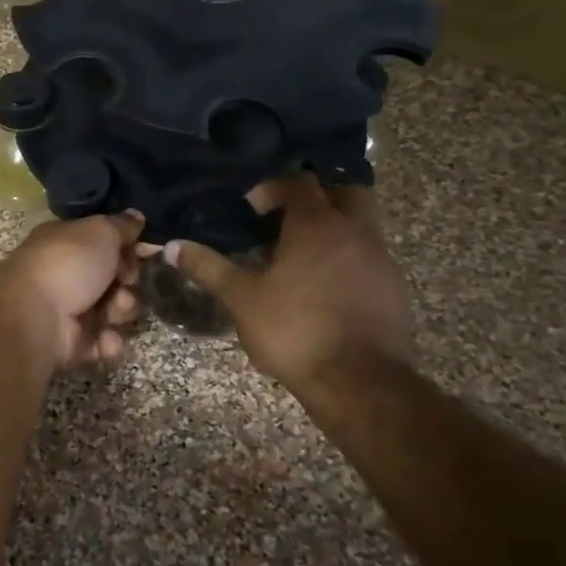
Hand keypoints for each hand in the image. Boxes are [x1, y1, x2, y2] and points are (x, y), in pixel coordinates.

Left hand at [0, 212, 145, 368]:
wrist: (35, 317)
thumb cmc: (67, 264)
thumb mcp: (100, 232)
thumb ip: (122, 225)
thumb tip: (136, 215)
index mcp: (66, 242)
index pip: (105, 242)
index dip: (128, 247)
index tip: (145, 251)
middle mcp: (66, 273)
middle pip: (114, 277)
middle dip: (128, 280)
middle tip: (125, 280)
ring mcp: (69, 309)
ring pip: (115, 310)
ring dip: (122, 310)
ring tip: (113, 311)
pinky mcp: (73, 342)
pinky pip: (104, 342)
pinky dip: (108, 341)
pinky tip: (105, 338)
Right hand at [164, 175, 411, 392]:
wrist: (358, 382)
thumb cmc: (293, 329)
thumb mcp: (241, 298)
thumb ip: (208, 267)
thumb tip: (171, 246)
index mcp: (316, 226)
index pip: (298, 183)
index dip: (273, 188)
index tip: (250, 209)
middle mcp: (355, 233)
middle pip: (344, 192)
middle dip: (316, 197)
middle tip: (286, 219)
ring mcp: (381, 260)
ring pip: (361, 226)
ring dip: (333, 230)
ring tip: (300, 257)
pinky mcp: (394, 289)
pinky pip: (369, 258)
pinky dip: (347, 260)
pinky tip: (324, 289)